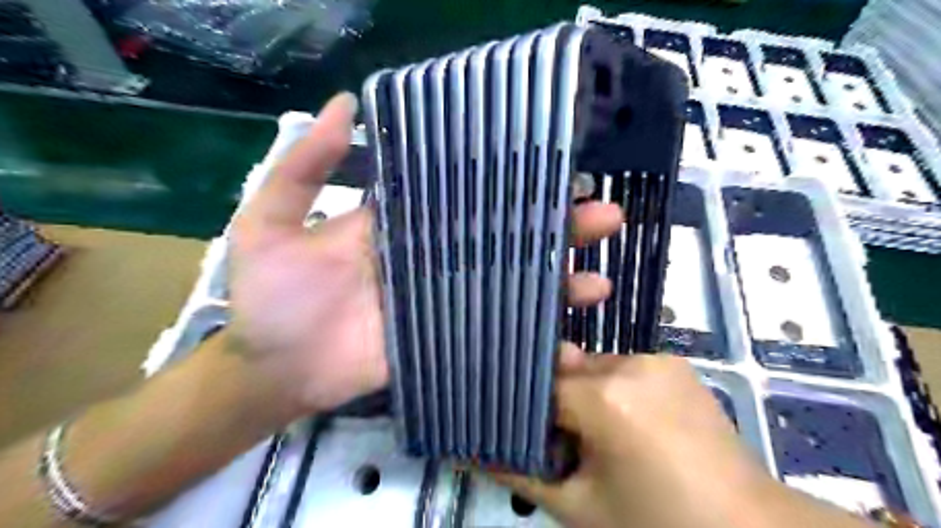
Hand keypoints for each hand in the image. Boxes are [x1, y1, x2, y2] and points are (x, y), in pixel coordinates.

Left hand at [226, 94, 623, 424]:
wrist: (272, 369)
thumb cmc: (269, 296)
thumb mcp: (272, 221)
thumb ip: (305, 167)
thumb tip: (346, 105)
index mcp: (405, 224)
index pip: (467, 194)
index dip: (509, 181)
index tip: (557, 169)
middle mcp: (435, 256)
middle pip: (505, 235)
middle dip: (556, 226)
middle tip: (605, 214)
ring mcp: (446, 300)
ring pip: (512, 283)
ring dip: (558, 279)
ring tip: (599, 274)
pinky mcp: (448, 339)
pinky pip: (497, 333)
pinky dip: (533, 336)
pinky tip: (569, 338)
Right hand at [495, 355, 870, 527]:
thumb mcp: (580, 507)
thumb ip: (521, 473)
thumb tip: (466, 454)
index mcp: (604, 398)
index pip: (538, 385)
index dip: (526, 409)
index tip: (525, 433)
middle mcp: (628, 363)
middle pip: (566, 370)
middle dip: (557, 402)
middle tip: (565, 442)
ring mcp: (656, 358)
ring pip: (592, 366)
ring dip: (585, 394)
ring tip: (601, 437)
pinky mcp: (674, 361)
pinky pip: (622, 368)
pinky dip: (612, 389)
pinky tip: (630, 425)